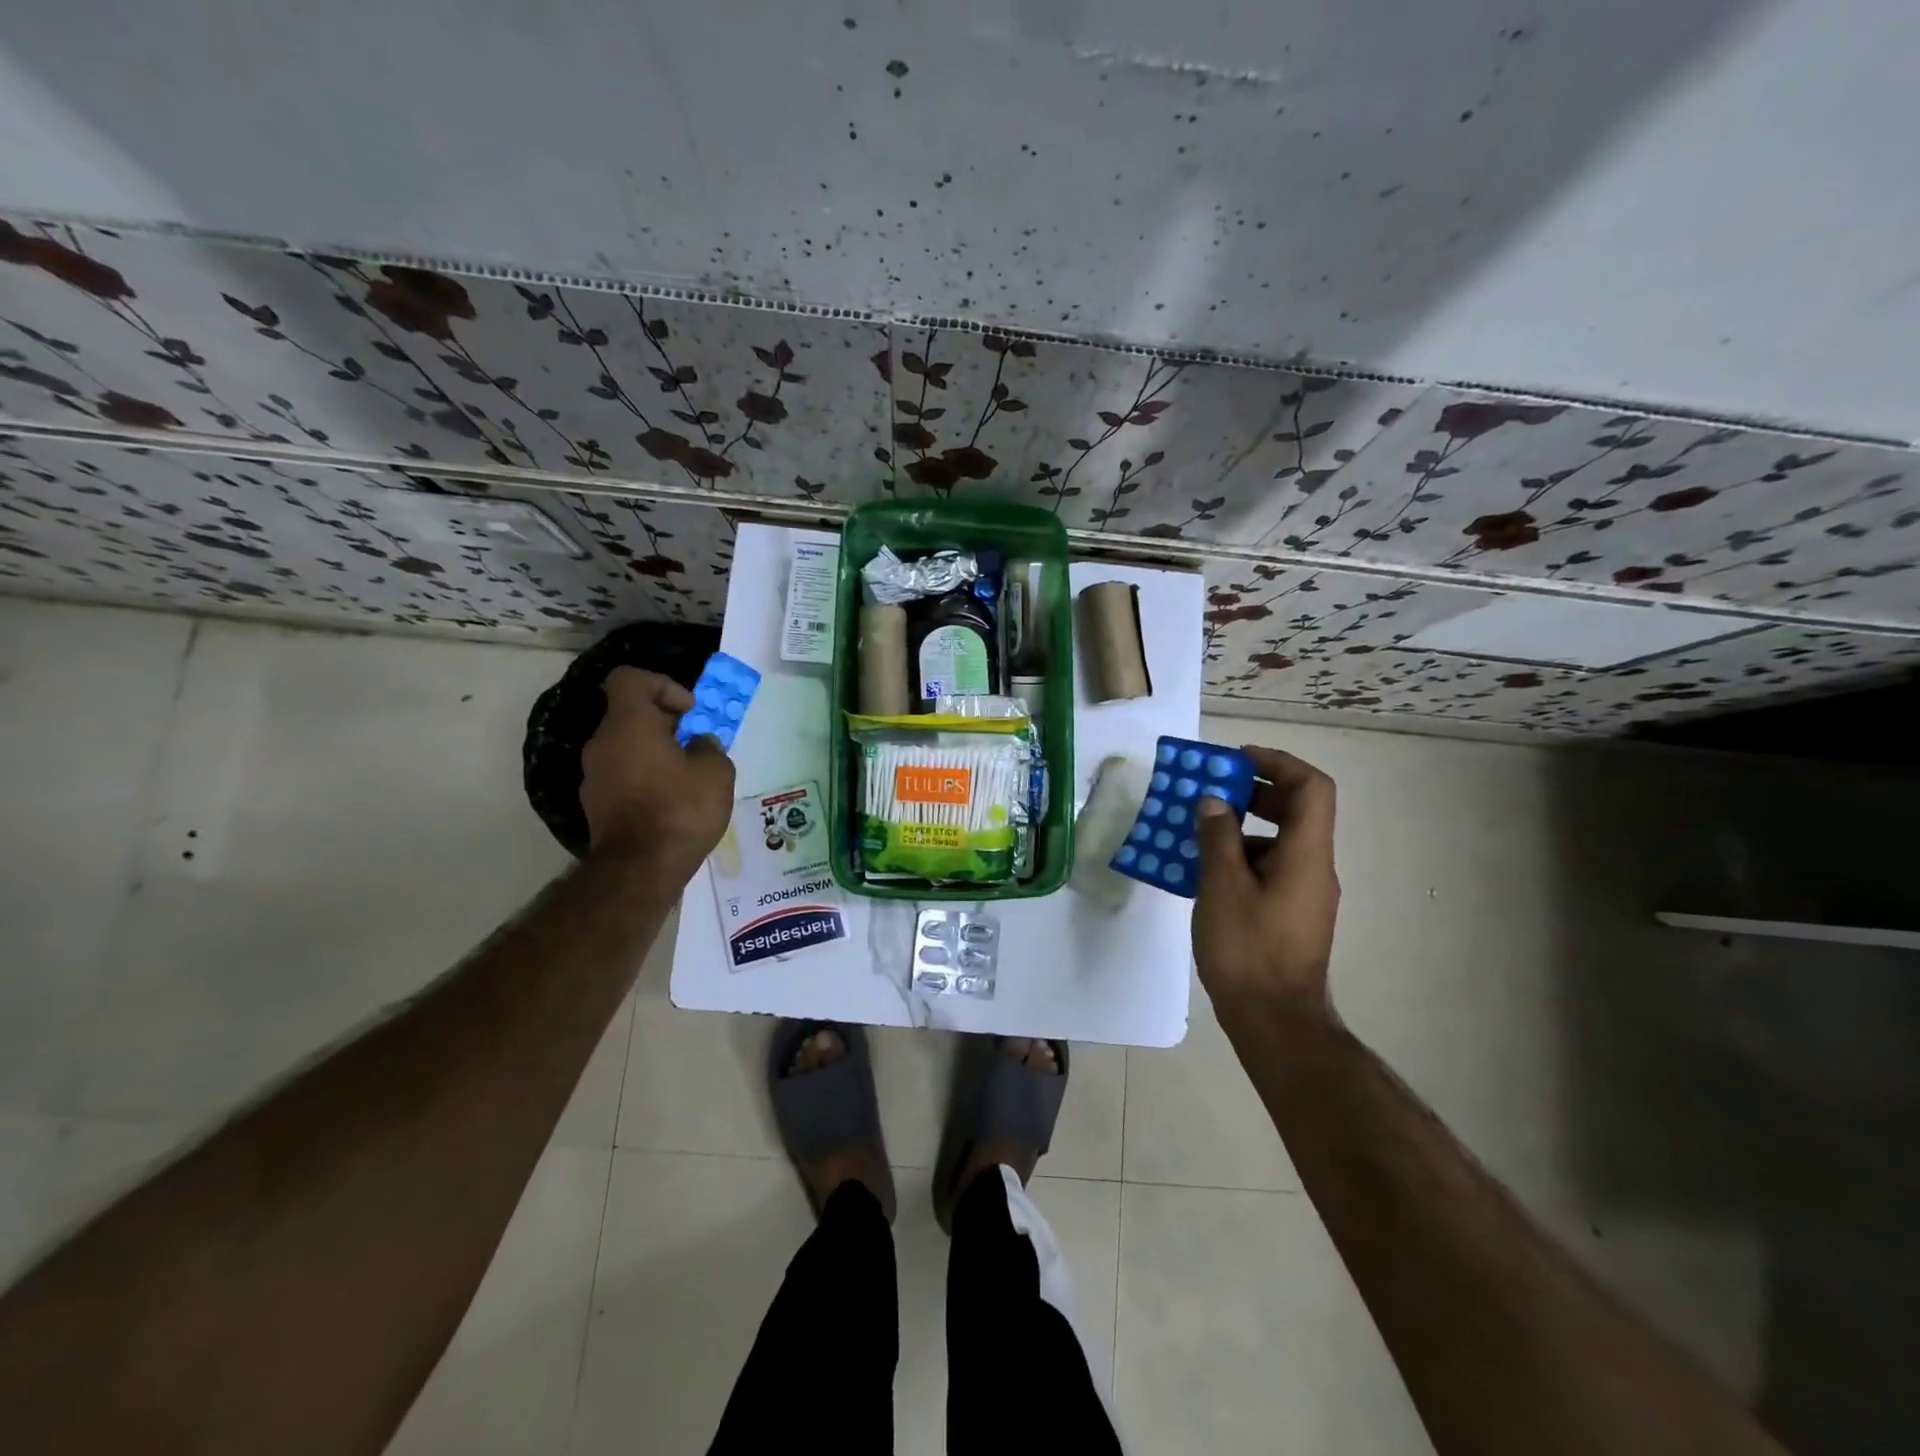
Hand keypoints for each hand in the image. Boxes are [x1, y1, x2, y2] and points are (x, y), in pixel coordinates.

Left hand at [580, 667, 734, 871]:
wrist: (640, 869)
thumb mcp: (716, 772)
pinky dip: (644, 778)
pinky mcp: (595, 804)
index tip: (688, 711)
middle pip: (630, 714)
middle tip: (696, 745)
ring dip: (655, 752)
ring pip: (626, 747)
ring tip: (687, 778)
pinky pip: (622, 775)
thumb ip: (709, 747)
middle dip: (666, 723)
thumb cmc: (681, 809)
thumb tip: (699, 745)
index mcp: (628, 724)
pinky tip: (670, 803)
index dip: (662, 684)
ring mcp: (593, 776)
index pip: (629, 679)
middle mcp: (602, 743)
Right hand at [1193, 746, 1339, 1018]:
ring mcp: (1305, 893)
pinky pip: (1270, 868)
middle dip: (1254, 792)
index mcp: (1305, 854)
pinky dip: (1242, 857)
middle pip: (1297, 810)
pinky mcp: (1292, 914)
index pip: (1311, 787)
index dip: (1278, 762)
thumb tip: (1216, 803)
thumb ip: (1218, 838)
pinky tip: (1205, 871)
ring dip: (1243, 827)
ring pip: (1280, 841)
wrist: (1275, 1022)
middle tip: (1211, 791)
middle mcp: (1314, 867)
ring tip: (1198, 831)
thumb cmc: (1248, 950)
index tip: (1236, 759)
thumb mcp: (1222, 888)